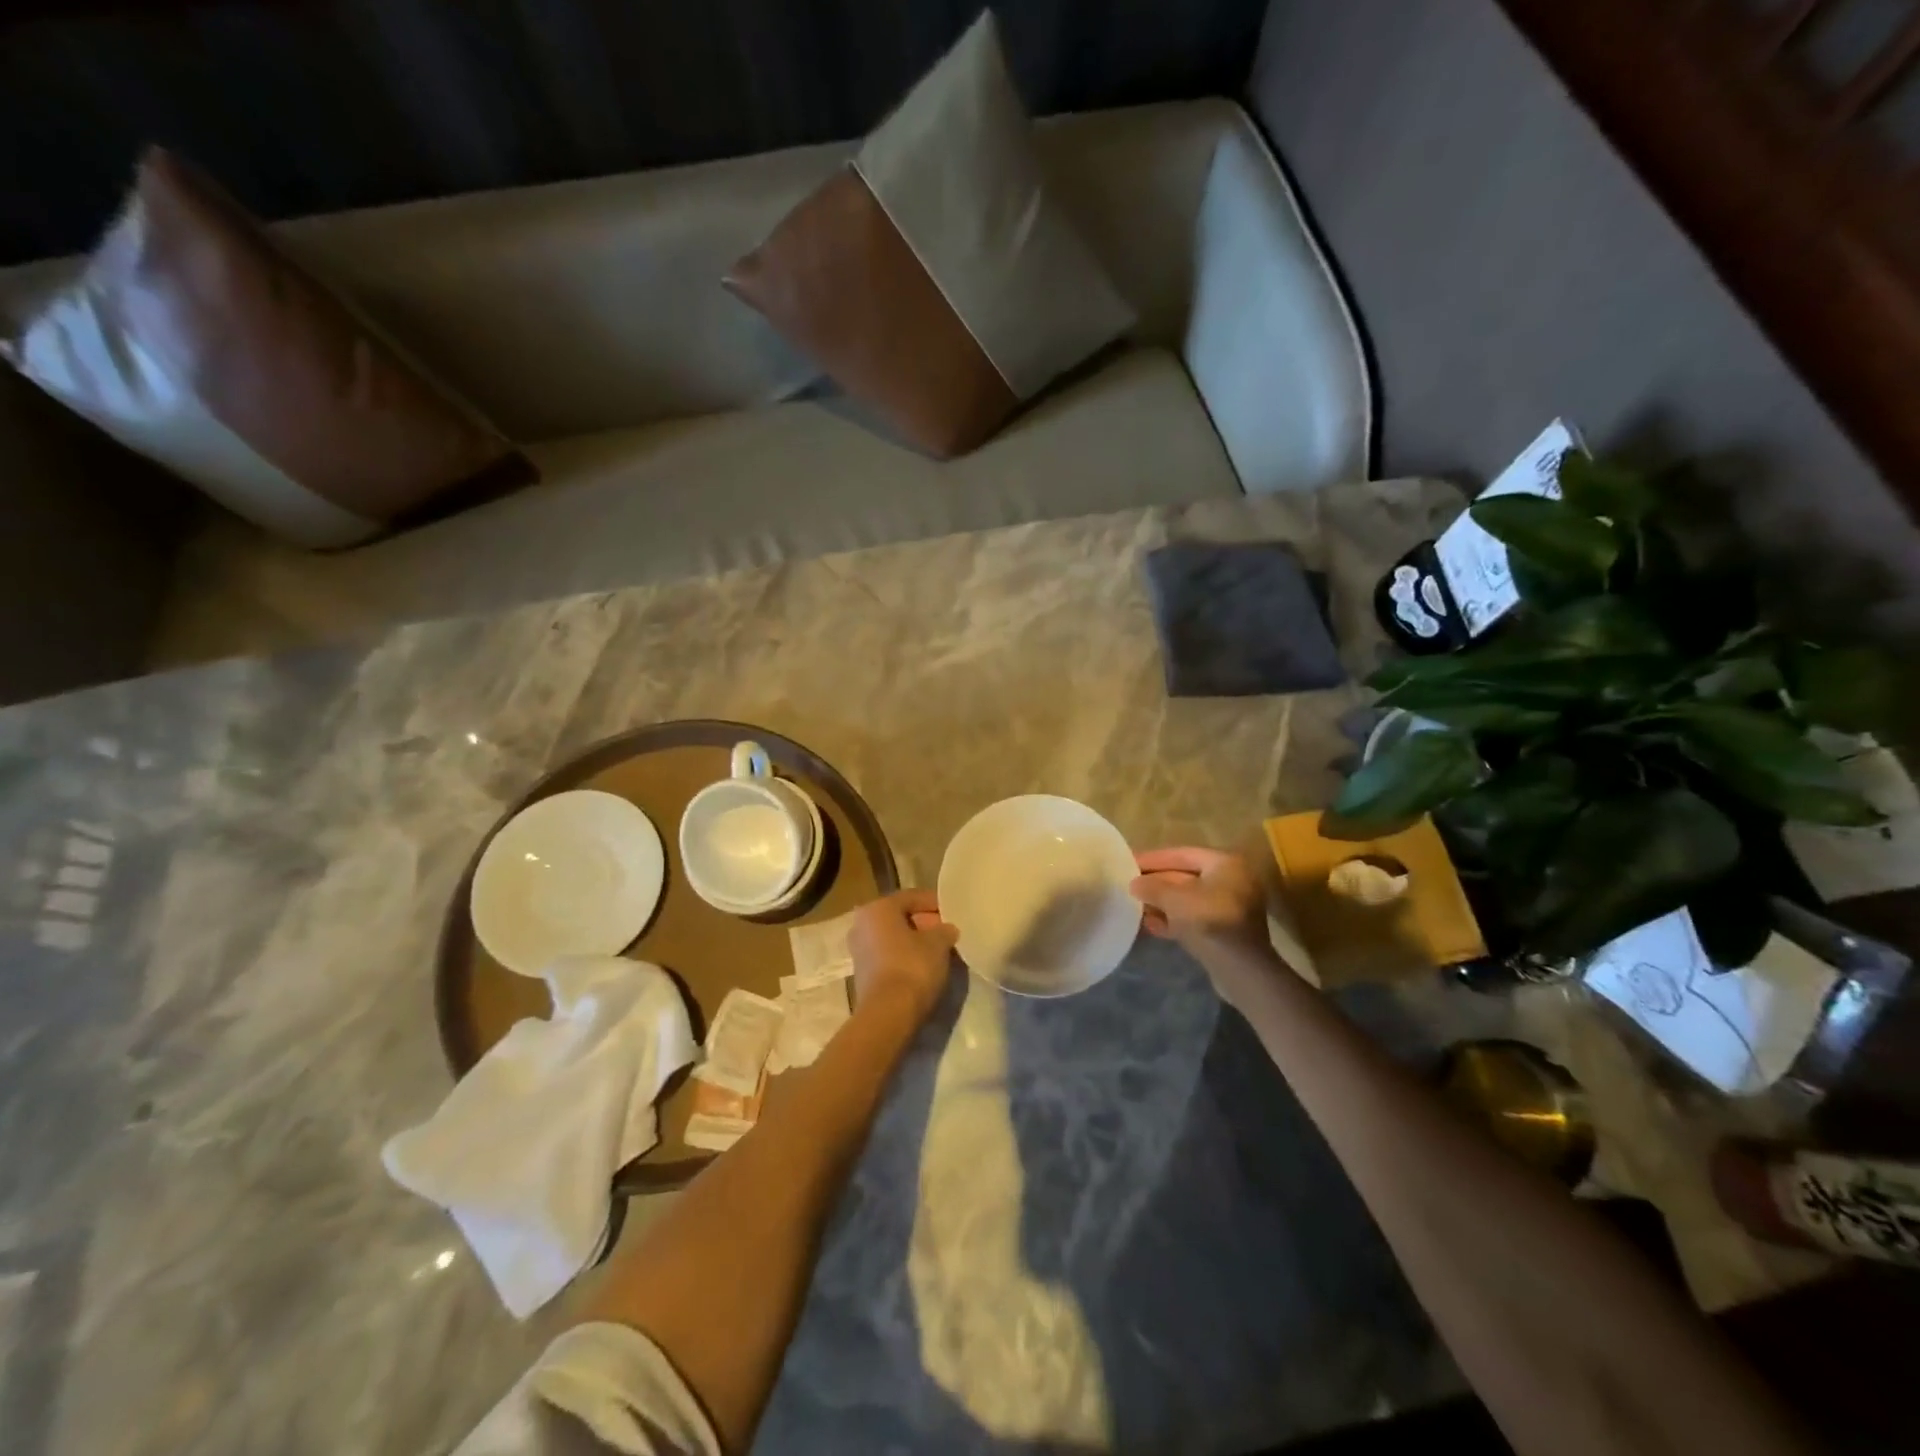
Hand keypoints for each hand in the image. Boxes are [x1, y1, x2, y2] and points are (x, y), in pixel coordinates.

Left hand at [848, 889, 958, 1024]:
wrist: (888, 1014)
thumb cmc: (913, 966)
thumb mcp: (938, 943)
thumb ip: (944, 930)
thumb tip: (947, 929)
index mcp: (878, 908)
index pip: (911, 897)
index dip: (935, 903)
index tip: (954, 912)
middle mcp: (862, 924)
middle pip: (900, 918)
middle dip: (925, 923)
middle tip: (948, 932)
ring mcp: (859, 950)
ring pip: (894, 938)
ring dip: (916, 942)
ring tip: (941, 951)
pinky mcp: (863, 974)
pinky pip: (889, 956)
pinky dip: (906, 957)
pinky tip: (926, 966)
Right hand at [1131, 847, 1267, 952]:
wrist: (1241, 971)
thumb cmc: (1210, 922)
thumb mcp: (1174, 899)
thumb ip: (1152, 887)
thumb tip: (1135, 883)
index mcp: (1224, 864)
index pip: (1181, 854)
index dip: (1153, 859)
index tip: (1128, 862)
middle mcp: (1231, 881)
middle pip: (1185, 877)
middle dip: (1156, 883)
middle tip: (1129, 886)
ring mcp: (1230, 908)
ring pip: (1188, 900)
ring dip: (1162, 903)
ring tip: (1135, 907)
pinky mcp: (1225, 931)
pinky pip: (1194, 918)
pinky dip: (1174, 920)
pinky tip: (1150, 926)